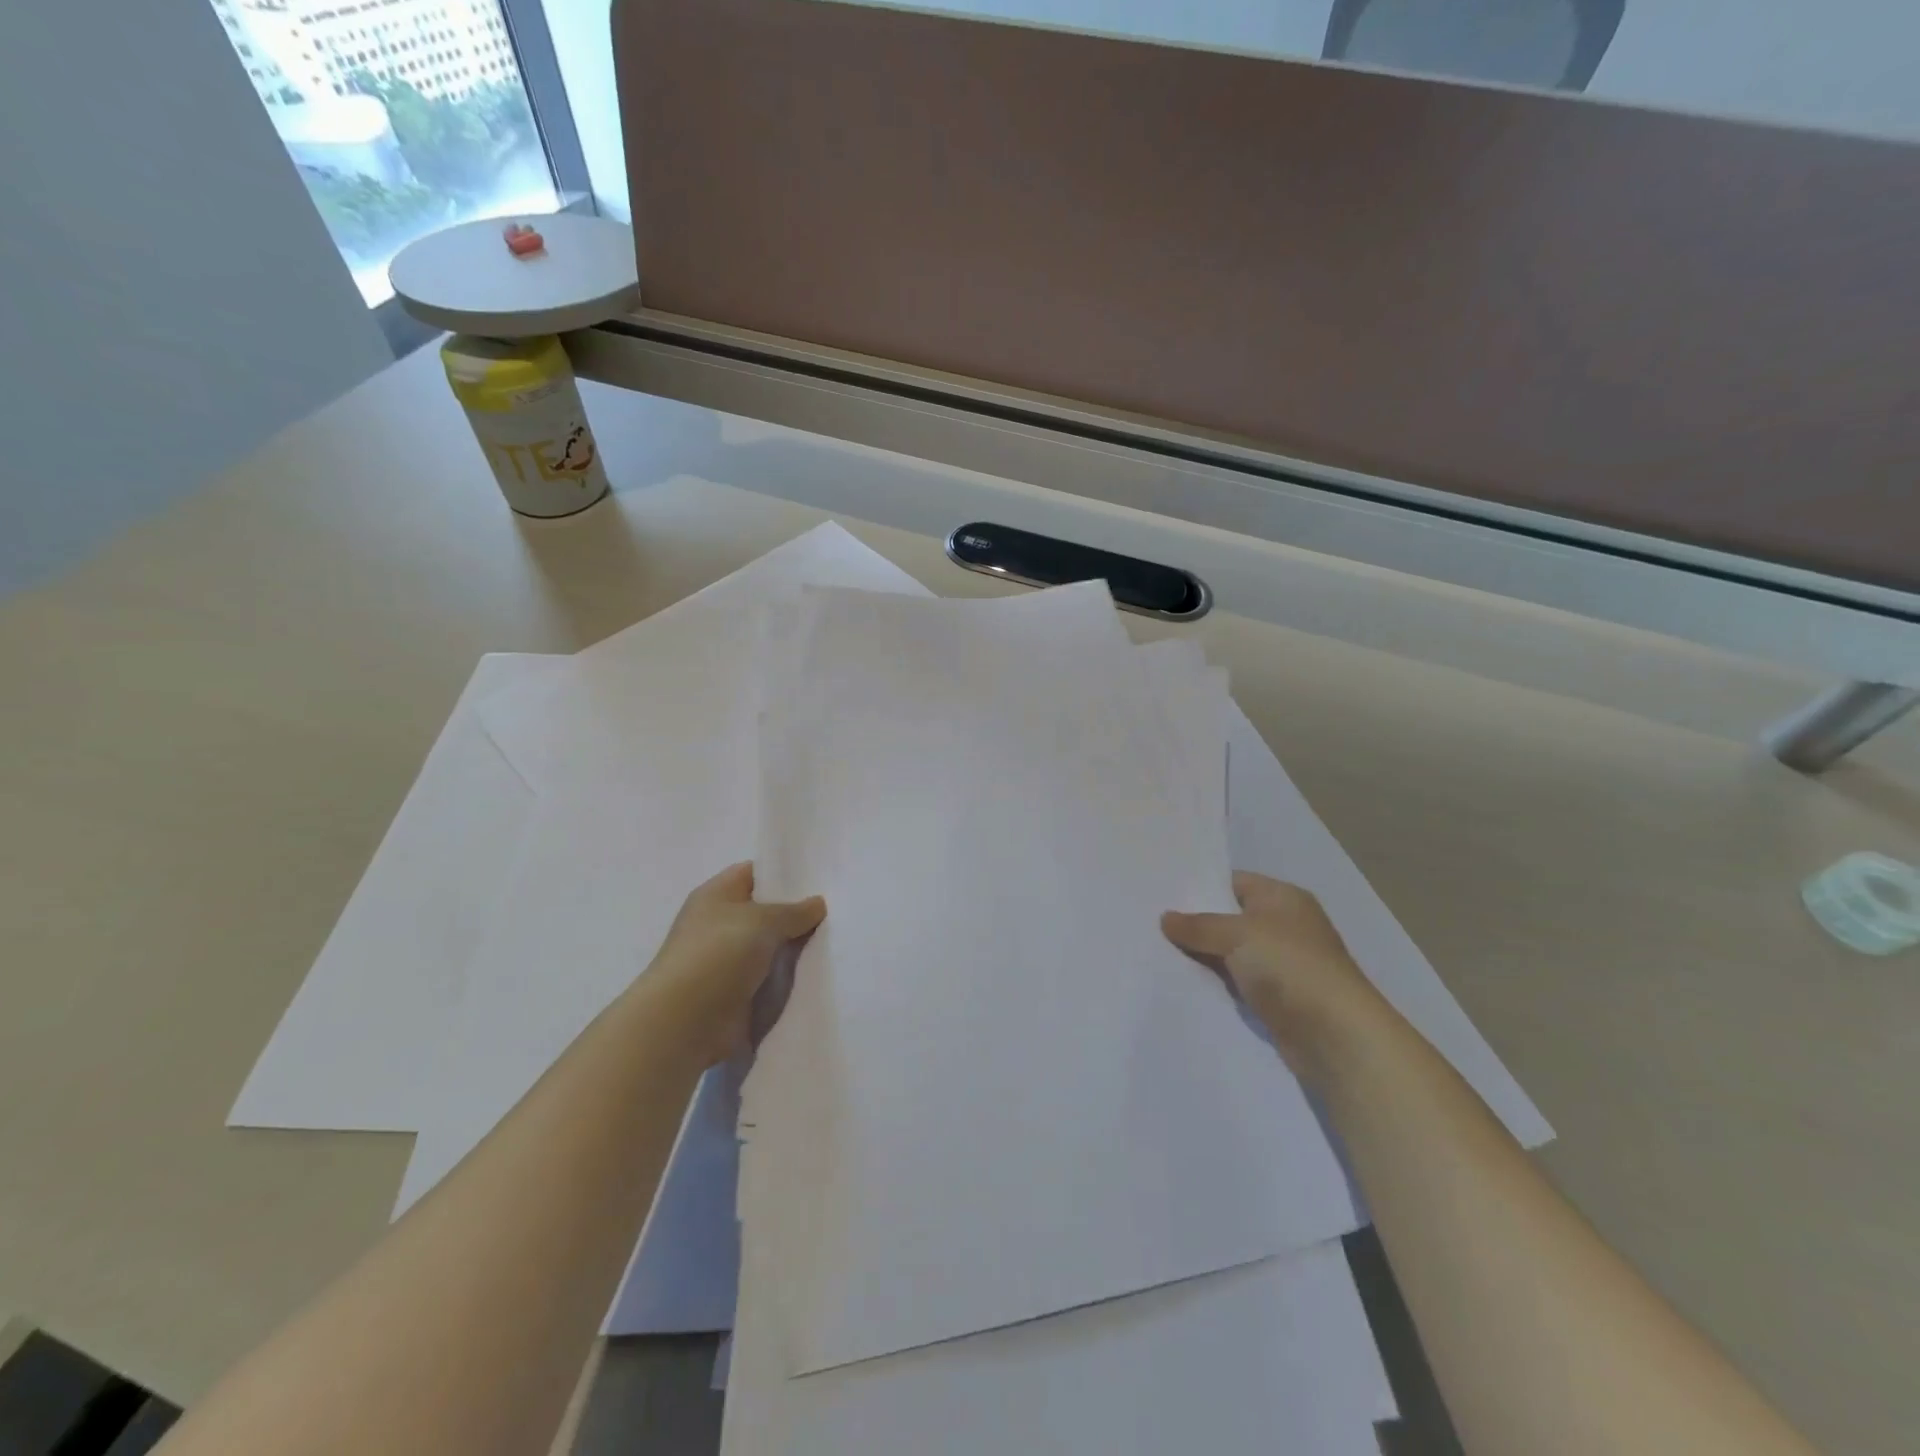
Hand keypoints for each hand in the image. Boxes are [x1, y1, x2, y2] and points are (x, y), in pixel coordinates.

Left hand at [643, 862, 826, 1065]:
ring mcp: (727, 960)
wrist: (685, 1023)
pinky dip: (789, 977)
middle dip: (797, 912)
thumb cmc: (718, 955)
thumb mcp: (763, 920)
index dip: (783, 873)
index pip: (753, 873)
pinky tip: (821, 971)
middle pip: (765, 911)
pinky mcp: (736, 992)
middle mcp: (719, 924)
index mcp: (716, 895)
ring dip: (796, 947)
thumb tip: (817, 903)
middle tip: (837, 909)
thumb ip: (794, 911)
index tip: (819, 878)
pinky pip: (770, 977)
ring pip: (771, 946)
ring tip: (838, 938)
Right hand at [1162, 872, 1392, 1085]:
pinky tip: (1180, 981)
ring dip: (1201, 955)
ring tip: (1155, 950)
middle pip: (1229, 917)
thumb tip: (1165, 918)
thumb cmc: (1289, 966)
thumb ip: (1198, 925)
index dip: (1199, 886)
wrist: (1335, 1035)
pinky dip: (1214, 981)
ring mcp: (1280, 963)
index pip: (1232, 881)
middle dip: (1194, 922)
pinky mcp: (1275, 996)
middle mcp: (1284, 925)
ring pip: (1229, 951)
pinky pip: (1235, 980)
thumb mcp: (1237, 934)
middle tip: (1150, 922)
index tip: (1160, 893)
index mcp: (1282, 897)